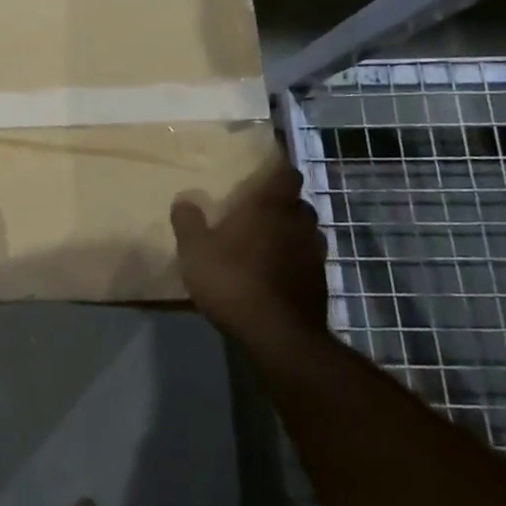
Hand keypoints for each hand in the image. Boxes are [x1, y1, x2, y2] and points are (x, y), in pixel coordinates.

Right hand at [170, 157, 326, 352]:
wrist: (278, 336)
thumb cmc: (232, 280)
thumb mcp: (194, 250)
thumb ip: (188, 221)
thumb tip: (184, 200)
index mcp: (269, 206)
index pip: (287, 173)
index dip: (279, 169)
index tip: (265, 170)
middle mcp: (298, 223)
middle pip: (299, 203)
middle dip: (283, 204)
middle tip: (259, 210)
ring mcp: (315, 255)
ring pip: (307, 232)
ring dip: (292, 233)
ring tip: (268, 242)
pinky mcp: (321, 284)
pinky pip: (308, 261)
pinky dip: (295, 261)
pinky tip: (276, 273)